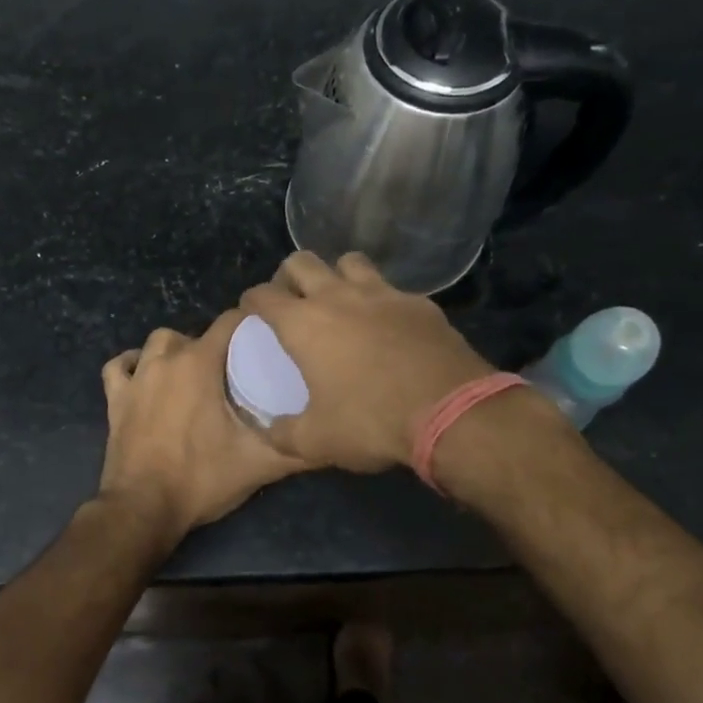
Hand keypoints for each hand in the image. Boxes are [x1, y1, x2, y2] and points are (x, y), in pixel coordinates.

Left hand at [98, 309, 307, 540]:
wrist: (143, 509)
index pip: (230, 322)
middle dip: (216, 345)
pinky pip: (119, 366)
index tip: (267, 340)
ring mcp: (136, 378)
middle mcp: (166, 359)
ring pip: (157, 343)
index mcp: (200, 363)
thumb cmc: (202, 478)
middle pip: (196, 333)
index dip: (250, 325)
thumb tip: (333, 437)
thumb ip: (299, 448)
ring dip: (175, 350)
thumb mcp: (259, 464)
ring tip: (193, 373)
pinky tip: (144, 375)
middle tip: (235, 372)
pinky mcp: (114, 399)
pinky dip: (132, 365)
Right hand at [239, 252, 497, 472]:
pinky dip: (380, 299)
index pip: (262, 295)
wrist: (451, 412)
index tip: (251, 312)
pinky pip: (391, 288)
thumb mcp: (316, 441)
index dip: (251, 301)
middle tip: (292, 300)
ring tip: (339, 300)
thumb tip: (268, 432)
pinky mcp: (419, 303)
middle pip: (302, 261)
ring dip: (337, 275)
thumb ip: (283, 434)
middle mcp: (338, 297)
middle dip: (289, 275)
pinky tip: (387, 324)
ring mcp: (383, 294)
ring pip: (349, 261)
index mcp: (304, 324)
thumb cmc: (371, 422)